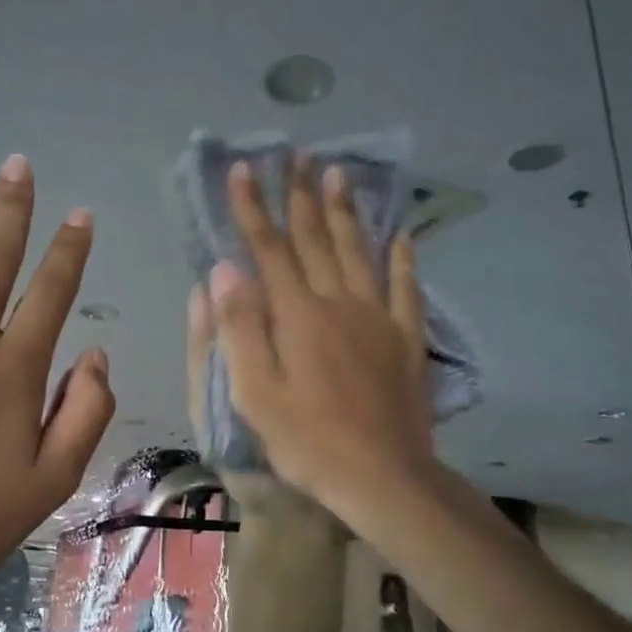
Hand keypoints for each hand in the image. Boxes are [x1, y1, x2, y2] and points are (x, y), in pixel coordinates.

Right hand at [206, 156, 433, 528]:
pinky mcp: (406, 339)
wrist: (382, 477)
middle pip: (316, 238)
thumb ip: (239, 328)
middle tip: (299, 154)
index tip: (243, 169)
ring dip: (346, 211)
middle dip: (302, 194)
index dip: (253, 207)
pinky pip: (405, 288)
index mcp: (297, 315)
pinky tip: (402, 236)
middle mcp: (339, 303)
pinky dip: (402, 259)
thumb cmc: (308, 441)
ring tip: (340, 173)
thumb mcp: (255, 393)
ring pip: (359, 252)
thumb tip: (224, 268)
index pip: (269, 248)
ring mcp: (378, 318)